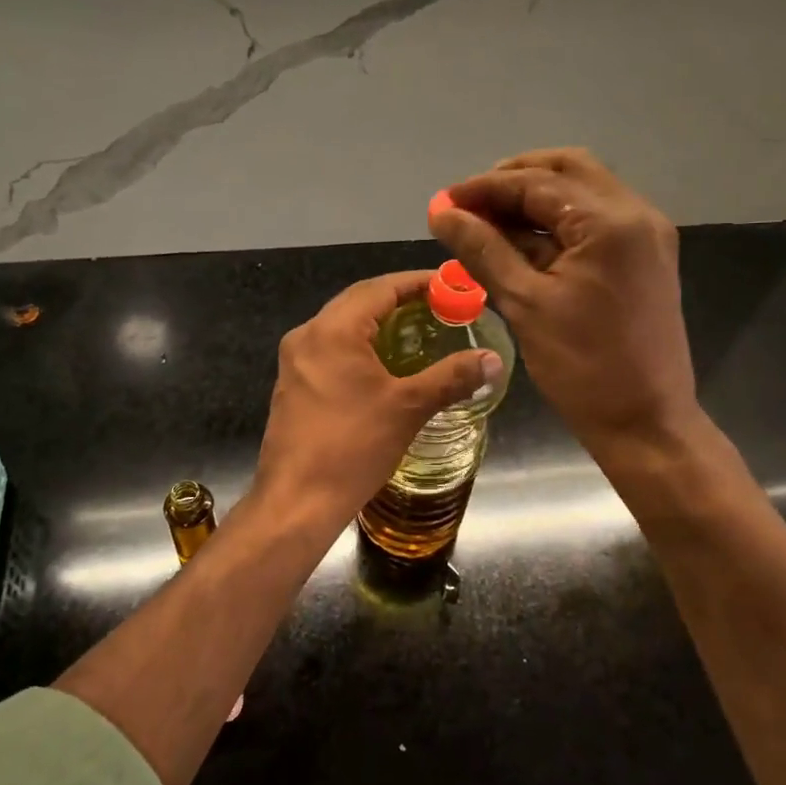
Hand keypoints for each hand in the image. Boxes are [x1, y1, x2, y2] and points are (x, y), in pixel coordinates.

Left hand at [253, 270, 501, 538]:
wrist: (296, 502)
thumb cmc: (353, 447)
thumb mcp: (408, 408)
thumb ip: (451, 377)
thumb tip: (493, 361)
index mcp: (333, 330)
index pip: (380, 288)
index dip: (417, 282)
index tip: (451, 285)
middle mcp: (308, 335)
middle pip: (359, 301)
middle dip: (399, 299)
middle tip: (440, 306)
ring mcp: (295, 361)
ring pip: (342, 325)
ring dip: (379, 322)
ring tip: (418, 330)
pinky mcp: (292, 384)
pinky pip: (331, 348)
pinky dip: (361, 345)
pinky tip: (384, 364)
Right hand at [430, 148, 699, 455]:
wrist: (646, 423)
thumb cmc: (583, 367)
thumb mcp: (525, 304)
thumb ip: (483, 249)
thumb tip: (441, 212)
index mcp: (610, 222)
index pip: (537, 183)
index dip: (484, 188)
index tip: (444, 203)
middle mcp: (636, 214)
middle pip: (567, 170)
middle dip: (514, 181)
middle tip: (471, 206)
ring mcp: (646, 235)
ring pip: (583, 193)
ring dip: (535, 201)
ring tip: (487, 225)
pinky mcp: (644, 257)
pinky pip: (595, 222)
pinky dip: (557, 224)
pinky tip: (520, 244)